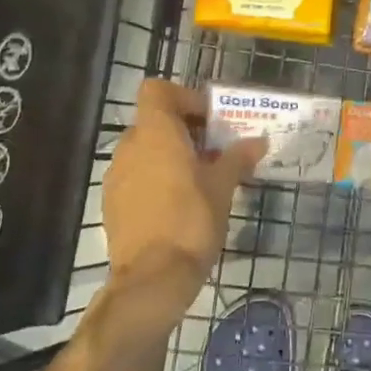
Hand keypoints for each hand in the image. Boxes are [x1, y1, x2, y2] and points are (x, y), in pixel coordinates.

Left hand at [100, 80, 264, 329]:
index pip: (158, 91)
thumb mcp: (223, 187)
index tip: (210, 120)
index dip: (184, 97)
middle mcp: (130, 148)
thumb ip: (238, 158)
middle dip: (186, 131)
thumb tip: (258, 141)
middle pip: (155, 122)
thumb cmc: (191, 221)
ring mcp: (116, 177)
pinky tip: (180, 204)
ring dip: (171, 156)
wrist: (152, 279)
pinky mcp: (113, 204)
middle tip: (215, 151)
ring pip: (146, 151)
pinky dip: (157, 179)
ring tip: (201, 179)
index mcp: (156, 134)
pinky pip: (137, 176)